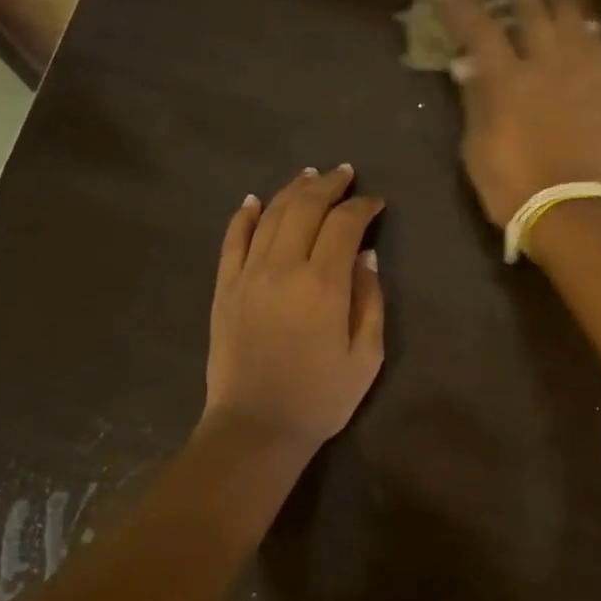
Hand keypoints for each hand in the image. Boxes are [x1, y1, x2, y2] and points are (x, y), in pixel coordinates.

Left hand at [203, 165, 385, 451]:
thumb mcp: (366, 357)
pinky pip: (232, 241)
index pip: (344, 225)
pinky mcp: (224, 289)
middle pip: (305, 208)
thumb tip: (367, 257)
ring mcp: (248, 276)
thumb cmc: (321, 398)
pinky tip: (253, 200)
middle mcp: (283, 268)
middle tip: (344, 173)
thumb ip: (370, 302)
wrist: (256, 427)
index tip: (376, 203)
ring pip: (269, 216)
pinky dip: (243, 216)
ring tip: (309, 176)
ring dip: (292, 191)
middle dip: (328, 185)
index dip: (362, 207)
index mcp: (324, 285)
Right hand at [442, 0, 600, 226]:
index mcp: (506, 80)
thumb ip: (474, 104)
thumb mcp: (478, 151)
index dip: (462, 5)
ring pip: (575, 22)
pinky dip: (596, 33)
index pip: (480, 29)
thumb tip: (467, 66)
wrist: (573, 211)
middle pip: (533, 13)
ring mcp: (582, 75)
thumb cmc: (513, 188)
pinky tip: (594, 24)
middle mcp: (545, 65)